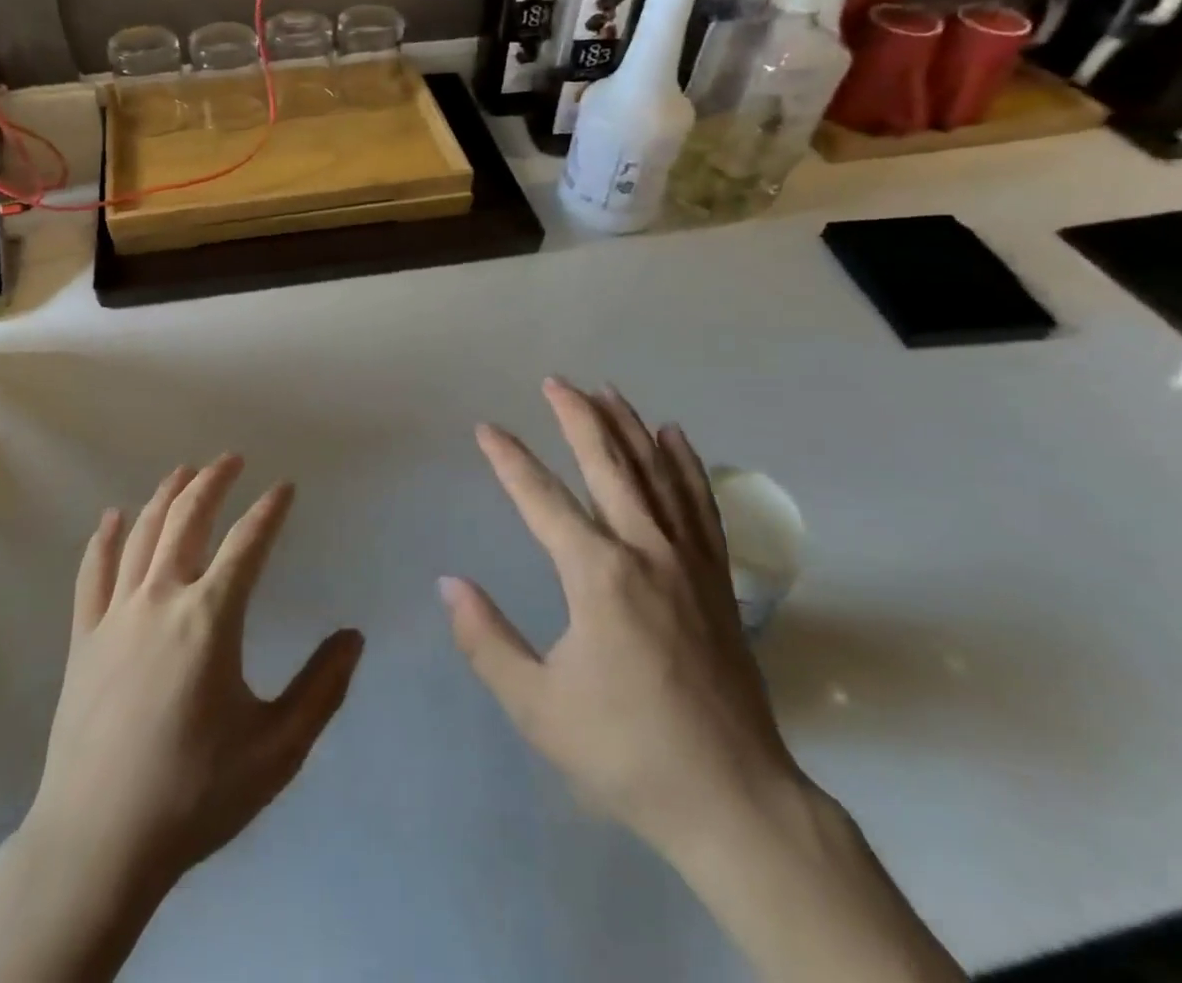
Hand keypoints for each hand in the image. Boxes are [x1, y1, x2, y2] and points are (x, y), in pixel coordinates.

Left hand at [0, 457, 360, 982]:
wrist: (97, 844)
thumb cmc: (194, 793)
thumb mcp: (277, 749)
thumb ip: (322, 688)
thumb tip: (353, 636)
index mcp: (210, 618)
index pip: (248, 543)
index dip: (269, 509)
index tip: (285, 486)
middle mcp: (161, 600)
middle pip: (187, 520)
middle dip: (212, 482)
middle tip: (231, 459)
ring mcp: (116, 616)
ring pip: (141, 535)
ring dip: (165, 497)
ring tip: (184, 472)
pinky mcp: (84, 639)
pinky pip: (93, 574)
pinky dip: (104, 539)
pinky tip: (112, 517)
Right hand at [440, 379, 800, 863]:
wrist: (733, 800)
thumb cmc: (626, 752)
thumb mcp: (537, 706)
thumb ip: (486, 640)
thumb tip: (448, 584)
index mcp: (596, 574)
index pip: (541, 498)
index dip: (509, 459)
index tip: (487, 428)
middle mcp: (644, 549)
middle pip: (607, 465)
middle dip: (576, 417)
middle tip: (555, 381)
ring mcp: (687, 560)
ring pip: (655, 472)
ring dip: (628, 427)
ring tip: (607, 390)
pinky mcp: (716, 578)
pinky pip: (700, 504)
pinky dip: (686, 464)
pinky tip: (676, 437)